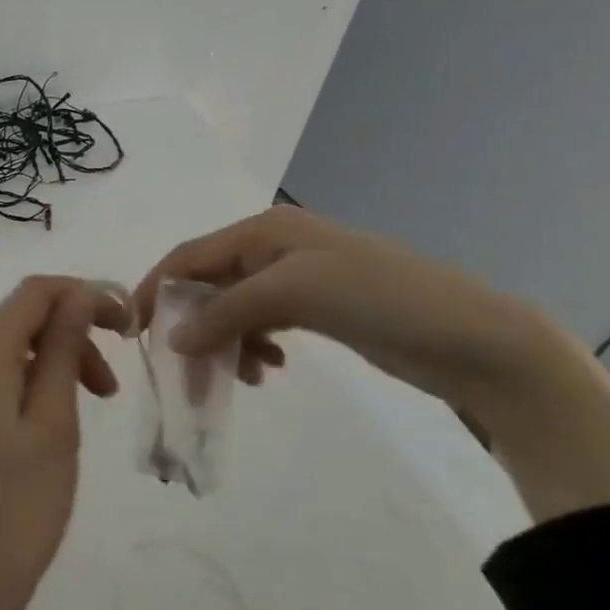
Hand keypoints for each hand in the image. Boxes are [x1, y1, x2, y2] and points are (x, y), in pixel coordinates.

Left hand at [0, 276, 129, 609]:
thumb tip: (78, 294)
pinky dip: (27, 383)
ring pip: (6, 350)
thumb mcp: (52, 426)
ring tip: (90, 408)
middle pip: (18, 319)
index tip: (129, 326)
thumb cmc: (14, 512)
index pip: (33, 292)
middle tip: (113, 389)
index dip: (83, 294)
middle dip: (72, 334)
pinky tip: (50, 423)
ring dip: (53, 362)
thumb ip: (62, 351)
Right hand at [135, 207, 582, 422]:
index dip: (155, 289)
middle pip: (209, 285)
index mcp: (262, 231)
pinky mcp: (317, 307)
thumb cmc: (378, 299)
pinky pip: (263, 324)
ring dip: (226, 343)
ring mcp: (297, 277)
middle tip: (188, 373)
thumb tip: (173, 339)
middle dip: (194, 326)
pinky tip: (269, 369)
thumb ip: (225, 312)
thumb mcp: (291, 294)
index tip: (134, 332)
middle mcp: (273, 247)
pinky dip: (255, 347)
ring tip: (243, 377)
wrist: (475, 339)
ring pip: (234, 309)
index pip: (188, 256)